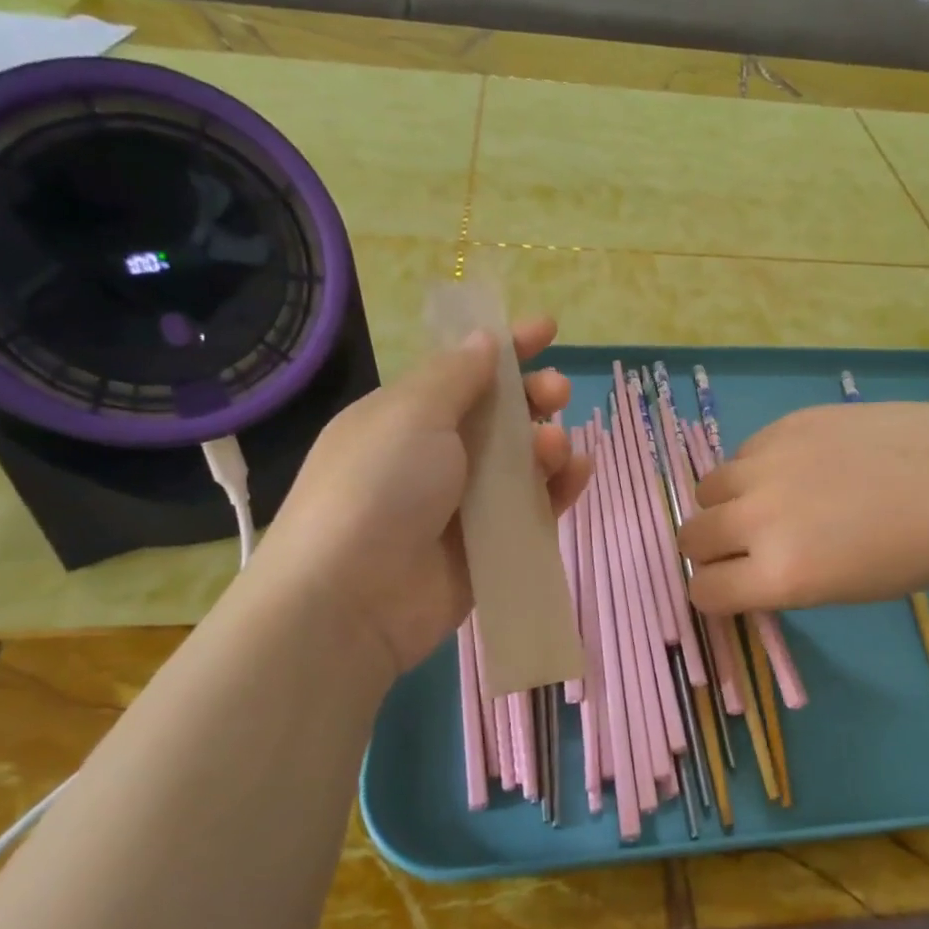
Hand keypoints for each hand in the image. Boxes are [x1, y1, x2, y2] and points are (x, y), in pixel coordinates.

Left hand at [248, 316, 589, 673]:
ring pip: (523, 463)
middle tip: (557, 393)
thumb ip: (456, 376)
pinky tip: (577, 472)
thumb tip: (484, 340)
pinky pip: (534, 508)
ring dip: (548, 444)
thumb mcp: (412, 414)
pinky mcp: (490, 546)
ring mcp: (464, 504)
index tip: (548, 329)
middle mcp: (436, 456)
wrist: (351, 600)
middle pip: (500, 416)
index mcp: (407, 417)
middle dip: (533, 396)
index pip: (464, 371)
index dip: (506, 347)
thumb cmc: (378, 487)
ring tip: (557, 446)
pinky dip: (559, 488)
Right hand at [678, 402, 928, 612]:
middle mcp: (759, 518)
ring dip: (725, 503)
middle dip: (707, 550)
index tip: (728, 586)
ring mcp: (768, 463)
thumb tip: (747, 568)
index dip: (712, 592)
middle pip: (692, 538)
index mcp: (781, 574)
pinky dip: (755, 468)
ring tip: (764, 502)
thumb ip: (783, 580)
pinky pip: (743, 451)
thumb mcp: (845, 590)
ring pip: (708, 488)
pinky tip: (797, 468)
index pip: (704, 590)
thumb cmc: (921, 552)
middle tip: (740, 546)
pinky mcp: (784, 423)